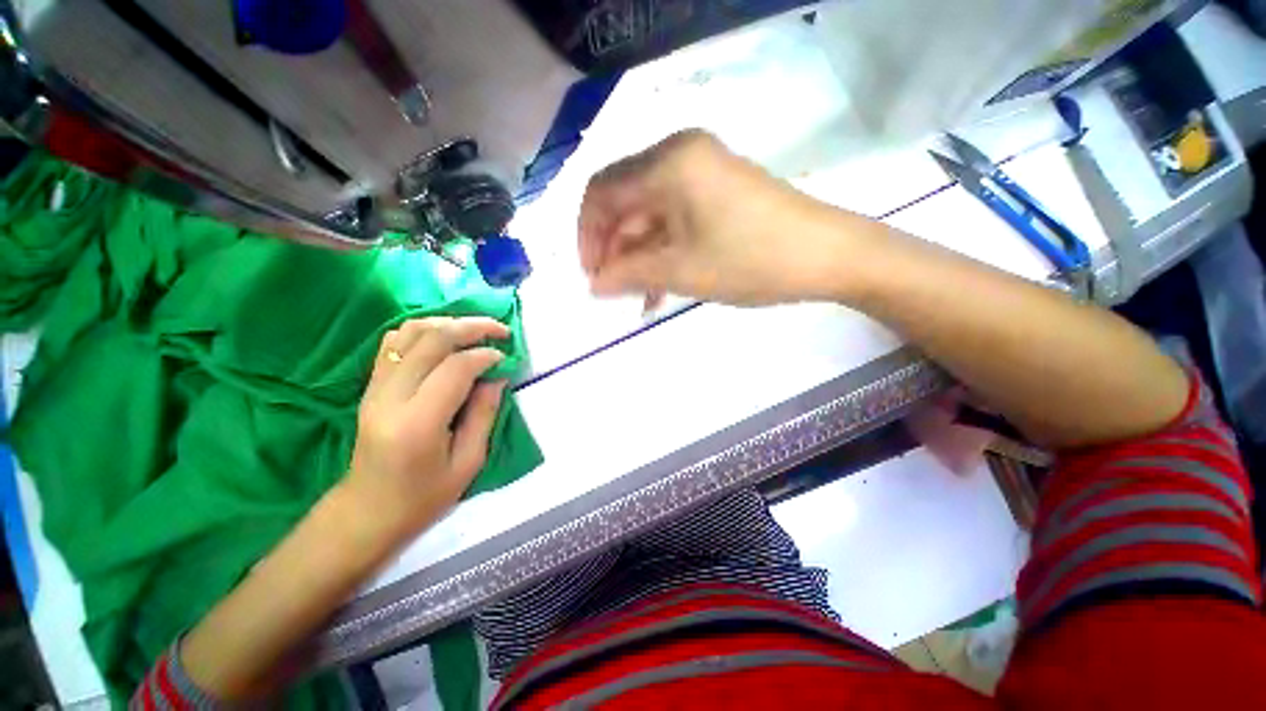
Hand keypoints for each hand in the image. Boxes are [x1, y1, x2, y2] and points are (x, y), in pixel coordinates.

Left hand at [341, 317, 509, 542]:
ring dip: (448, 323)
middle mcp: (391, 397)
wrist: (367, 511)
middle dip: (472, 327)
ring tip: (475, 330)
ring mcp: (375, 388)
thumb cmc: (423, 496)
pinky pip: (394, 342)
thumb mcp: (468, 462)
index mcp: (418, 423)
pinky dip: (423, 330)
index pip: (455, 368)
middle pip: (432, 339)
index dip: (485, 356)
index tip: (505, 358)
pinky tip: (445, 338)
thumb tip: (498, 376)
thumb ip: (484, 414)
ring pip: (410, 332)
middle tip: (500, 330)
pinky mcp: (371, 385)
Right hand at [578, 130, 847, 305]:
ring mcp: (702, 172)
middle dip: (613, 248)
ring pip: (649, 214)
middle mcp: (679, 155)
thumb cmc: (750, 260)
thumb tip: (593, 285)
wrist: (827, 256)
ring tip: (637, 296)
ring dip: (638, 255)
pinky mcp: (717, 192)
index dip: (588, 236)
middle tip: (613, 289)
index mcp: (667, 162)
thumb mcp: (680, 271)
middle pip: (625, 201)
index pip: (602, 192)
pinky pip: (674, 219)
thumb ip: (628, 274)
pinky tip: (659, 284)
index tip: (591, 275)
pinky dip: (661, 250)